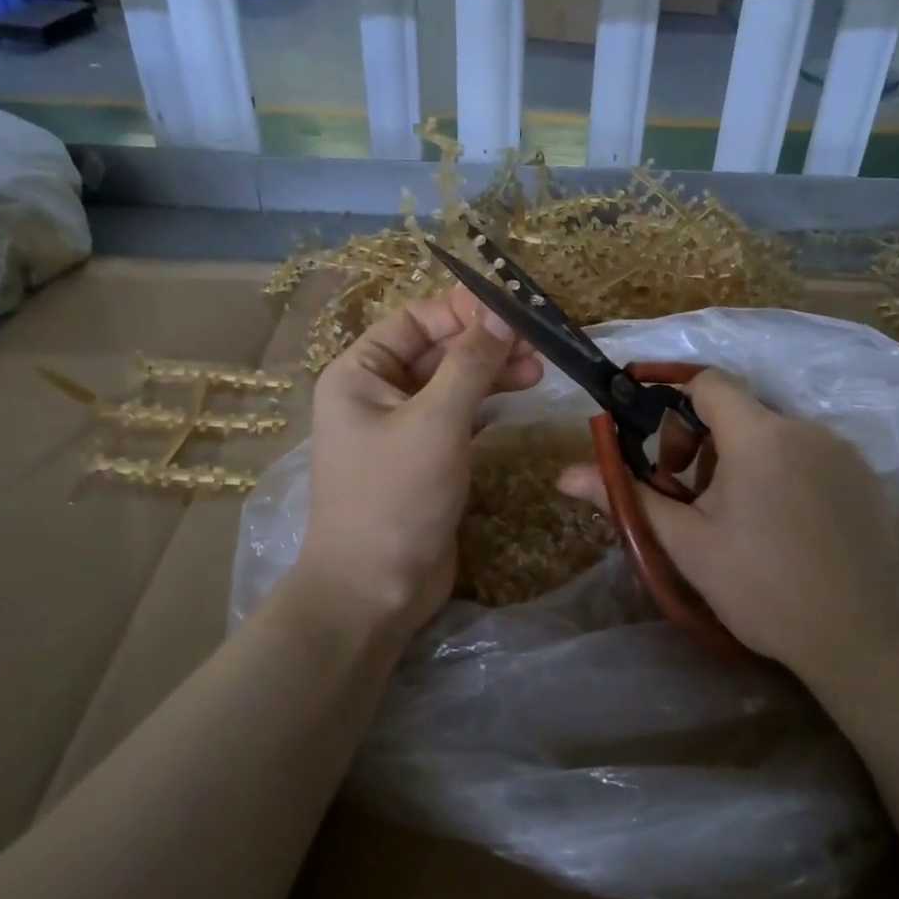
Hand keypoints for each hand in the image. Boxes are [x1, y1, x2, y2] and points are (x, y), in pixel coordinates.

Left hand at [295, 288, 541, 638]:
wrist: (376, 590)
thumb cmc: (396, 497)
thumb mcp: (435, 422)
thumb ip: (470, 364)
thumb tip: (502, 314)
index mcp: (358, 374)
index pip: (414, 321)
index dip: (461, 309)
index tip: (512, 307)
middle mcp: (375, 393)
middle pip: (435, 350)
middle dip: (484, 343)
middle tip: (537, 342)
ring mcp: (401, 427)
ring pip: (451, 383)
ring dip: (492, 372)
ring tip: (540, 369)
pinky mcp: (425, 457)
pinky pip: (457, 415)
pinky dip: (486, 402)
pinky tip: (518, 394)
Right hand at [557, 369, 898, 671]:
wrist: (862, 638)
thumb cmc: (761, 587)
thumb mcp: (686, 544)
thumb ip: (627, 498)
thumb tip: (564, 475)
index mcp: (758, 436)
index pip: (707, 383)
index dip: (670, 392)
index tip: (647, 426)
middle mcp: (804, 428)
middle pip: (737, 411)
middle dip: (700, 440)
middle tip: (685, 493)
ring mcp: (841, 451)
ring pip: (771, 435)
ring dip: (739, 459)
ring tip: (731, 517)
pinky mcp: (863, 477)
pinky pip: (806, 455)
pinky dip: (778, 472)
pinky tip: (778, 525)